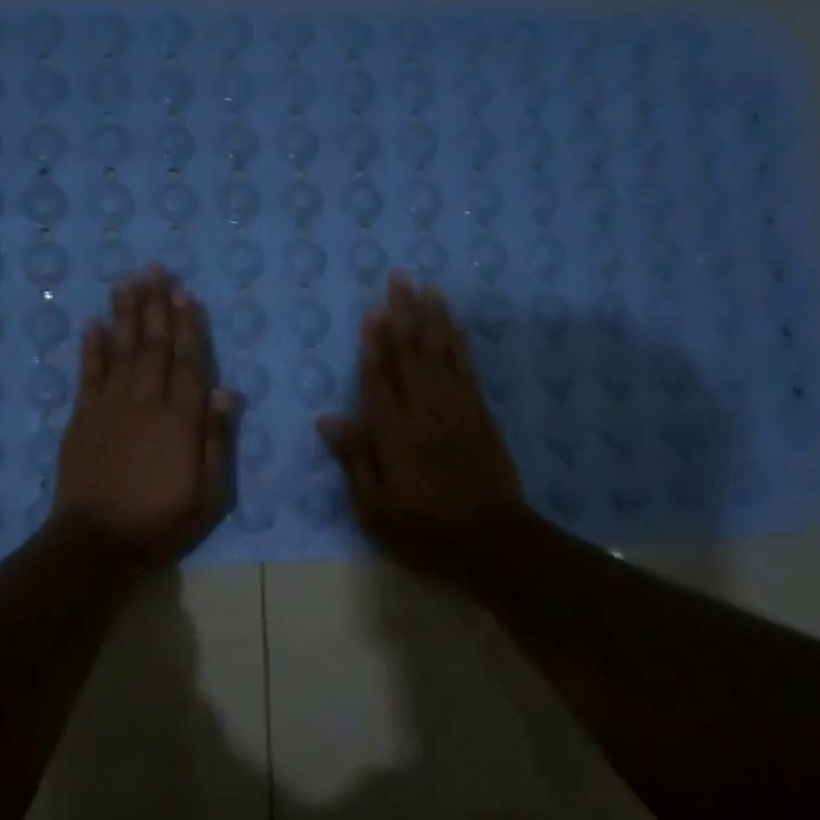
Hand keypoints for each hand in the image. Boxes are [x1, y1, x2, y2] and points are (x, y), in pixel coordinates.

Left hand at [53, 268, 235, 566]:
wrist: (98, 543)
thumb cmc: (162, 522)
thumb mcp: (210, 494)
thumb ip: (217, 440)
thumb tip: (227, 391)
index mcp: (182, 420)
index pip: (189, 363)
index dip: (189, 327)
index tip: (186, 294)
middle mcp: (147, 403)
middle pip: (155, 347)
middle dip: (157, 307)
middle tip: (157, 270)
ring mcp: (110, 408)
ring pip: (121, 351)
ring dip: (126, 315)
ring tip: (128, 281)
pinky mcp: (82, 418)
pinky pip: (88, 374)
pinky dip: (91, 348)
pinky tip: (93, 324)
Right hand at [318, 272, 526, 578]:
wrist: (491, 541)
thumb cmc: (424, 530)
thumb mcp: (374, 507)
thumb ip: (354, 458)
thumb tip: (328, 418)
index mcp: (393, 433)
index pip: (378, 377)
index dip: (374, 342)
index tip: (372, 309)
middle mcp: (425, 410)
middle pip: (412, 353)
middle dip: (404, 314)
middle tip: (399, 278)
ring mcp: (457, 409)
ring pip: (442, 353)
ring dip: (434, 318)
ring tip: (428, 288)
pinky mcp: (481, 415)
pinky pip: (468, 369)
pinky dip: (460, 344)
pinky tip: (455, 326)